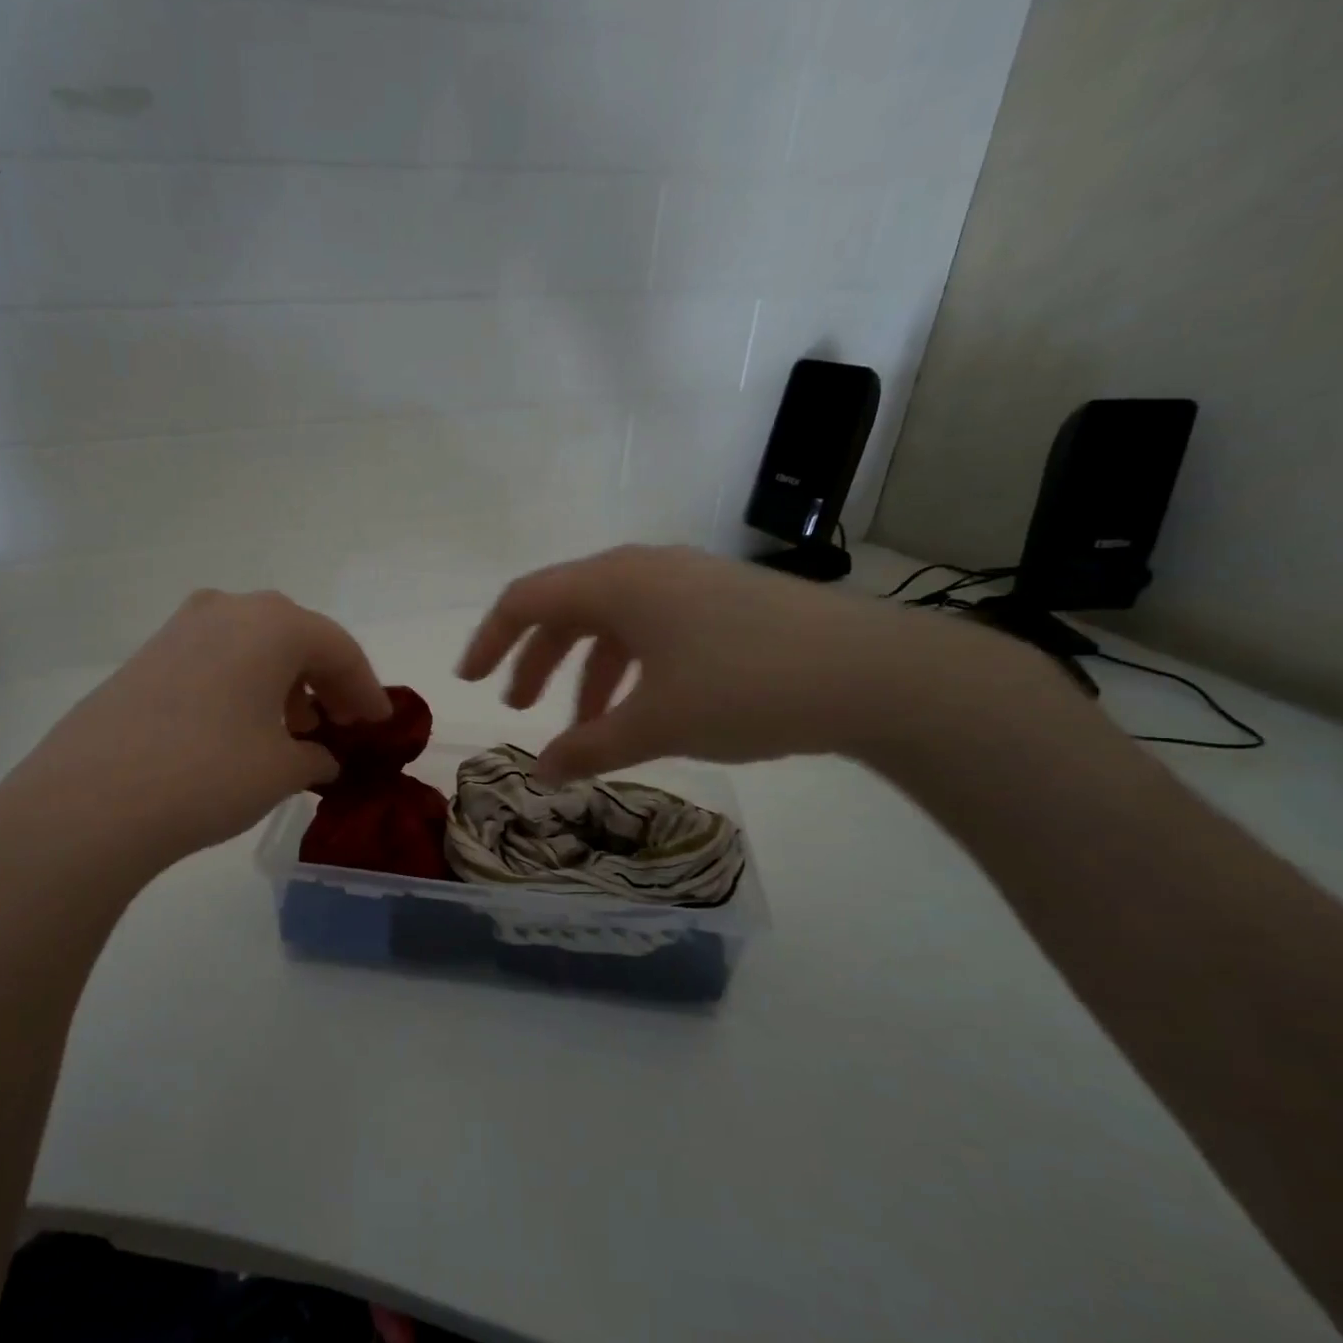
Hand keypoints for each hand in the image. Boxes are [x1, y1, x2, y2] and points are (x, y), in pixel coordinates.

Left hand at [0, 590, 390, 887]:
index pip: (338, 648)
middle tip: (342, 721)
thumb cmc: (208, 775)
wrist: (89, 801)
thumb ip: (315, 756)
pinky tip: (242, 726)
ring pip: (253, 645)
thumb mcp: (281, 770)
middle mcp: (228, 609)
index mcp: (272, 624)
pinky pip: (216, 657)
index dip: (366, 688)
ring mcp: (180, 628)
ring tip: (294, 728)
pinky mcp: (147, 655)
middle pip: (296, 637)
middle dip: (325, 680)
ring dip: (283, 681)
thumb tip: (320, 757)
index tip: (380, 723)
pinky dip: (243, 683)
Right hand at [457, 544, 990, 780]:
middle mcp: (646, 570)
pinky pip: (653, 629)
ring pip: (613, 622)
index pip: (527, 599)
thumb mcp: (656, 723)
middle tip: (522, 709)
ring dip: (586, 671)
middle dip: (537, 660)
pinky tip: (642, 710)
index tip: (469, 680)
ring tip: (584, 727)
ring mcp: (689, 583)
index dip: (490, 639)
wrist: (873, 673)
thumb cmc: (745, 687)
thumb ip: (589, 748)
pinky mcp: (723, 602)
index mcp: (616, 583)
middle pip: (567, 608)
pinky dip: (630, 669)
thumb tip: (541, 772)